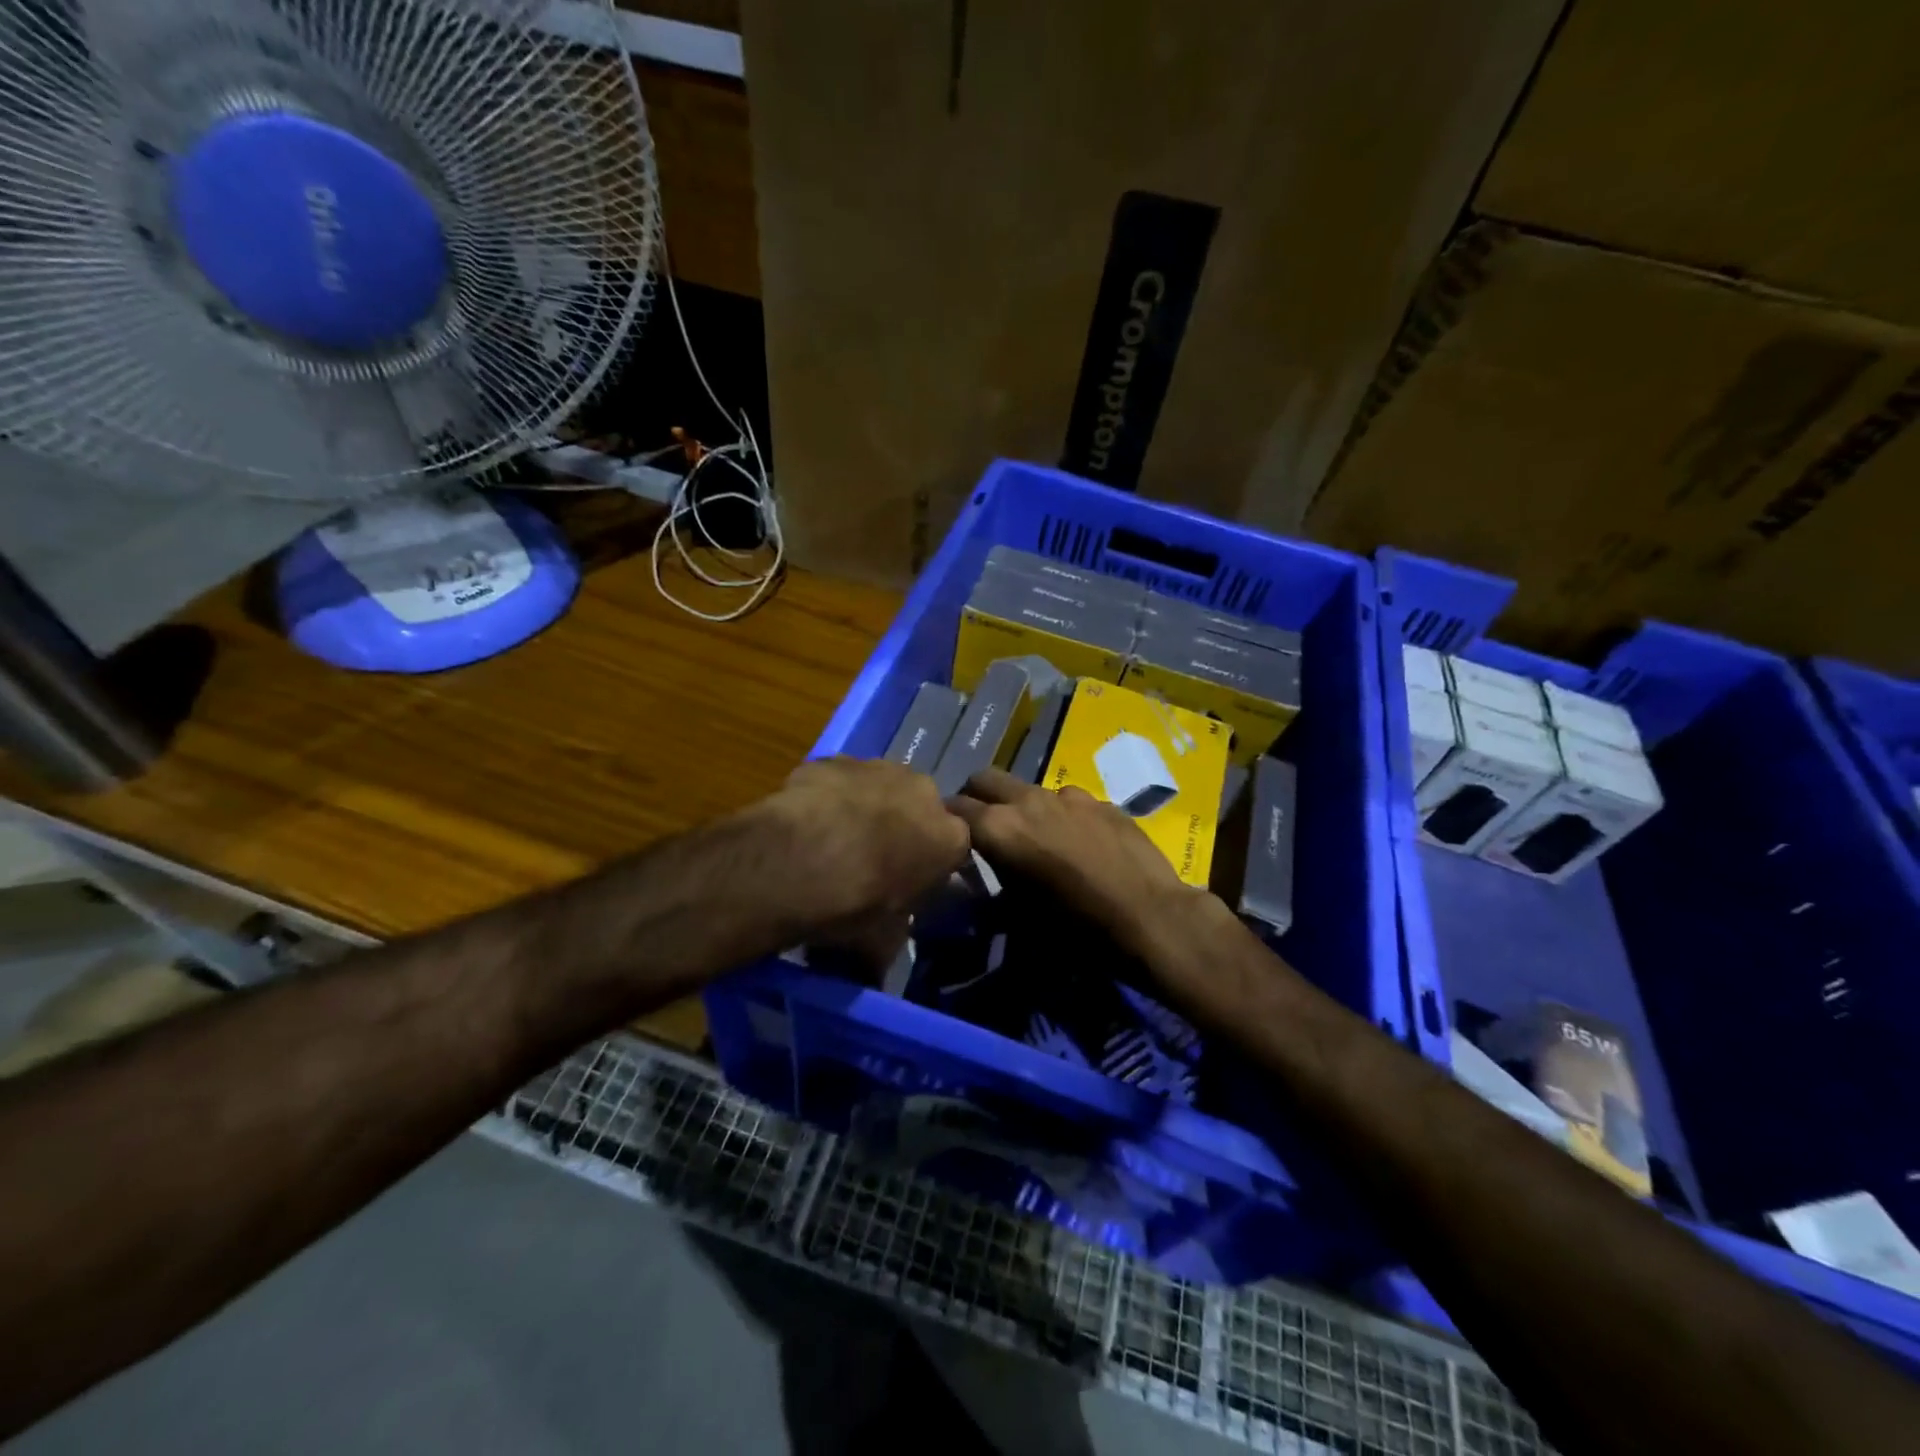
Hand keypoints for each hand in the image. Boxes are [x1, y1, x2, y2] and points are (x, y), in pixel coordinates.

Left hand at [749, 757, 971, 955]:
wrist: (800, 860)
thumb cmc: (855, 905)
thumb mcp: (881, 942)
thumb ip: (890, 941)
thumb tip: (875, 967)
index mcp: (949, 838)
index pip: (953, 848)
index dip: (928, 865)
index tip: (906, 883)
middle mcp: (923, 792)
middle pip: (918, 809)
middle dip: (900, 827)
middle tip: (868, 859)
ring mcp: (879, 768)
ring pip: (879, 787)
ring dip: (864, 807)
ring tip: (830, 839)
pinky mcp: (836, 760)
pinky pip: (838, 779)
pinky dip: (828, 794)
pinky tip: (805, 820)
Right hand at [949, 768, 1211, 959]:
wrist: (1152, 919)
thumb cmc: (1078, 928)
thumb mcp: (1020, 921)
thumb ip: (993, 895)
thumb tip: (980, 891)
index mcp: (1000, 828)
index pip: (954, 808)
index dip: (946, 821)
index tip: (947, 837)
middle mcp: (1028, 801)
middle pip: (985, 779)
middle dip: (977, 796)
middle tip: (982, 826)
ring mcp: (1068, 796)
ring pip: (1028, 789)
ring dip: (1021, 806)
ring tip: (1035, 837)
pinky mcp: (1101, 801)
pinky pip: (1069, 801)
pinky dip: (1062, 815)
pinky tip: (1079, 843)